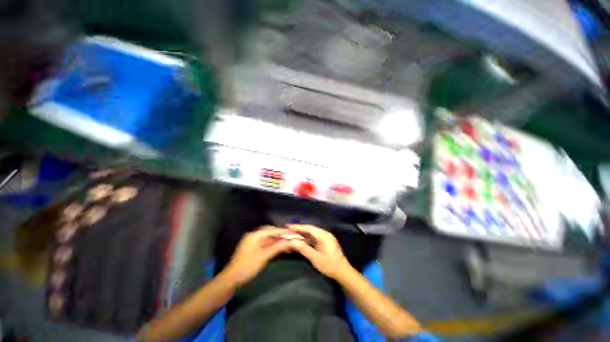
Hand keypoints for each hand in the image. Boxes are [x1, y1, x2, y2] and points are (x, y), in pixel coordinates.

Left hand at [222, 227, 292, 286]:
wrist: (231, 280)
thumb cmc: (248, 266)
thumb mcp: (264, 256)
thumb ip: (277, 247)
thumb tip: (290, 241)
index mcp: (255, 235)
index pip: (272, 230)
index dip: (283, 231)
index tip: (294, 233)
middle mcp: (254, 236)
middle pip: (270, 232)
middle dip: (281, 234)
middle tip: (291, 236)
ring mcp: (253, 242)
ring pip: (268, 238)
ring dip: (277, 239)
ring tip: (287, 241)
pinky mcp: (253, 249)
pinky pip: (265, 243)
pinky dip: (273, 244)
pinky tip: (279, 247)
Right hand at [287, 225, 350, 279]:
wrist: (343, 272)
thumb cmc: (329, 265)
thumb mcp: (315, 258)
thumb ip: (303, 248)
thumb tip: (291, 241)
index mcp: (324, 236)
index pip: (309, 228)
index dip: (298, 227)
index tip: (288, 226)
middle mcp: (325, 233)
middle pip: (310, 229)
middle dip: (299, 229)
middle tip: (288, 230)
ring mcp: (326, 237)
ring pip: (312, 233)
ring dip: (302, 233)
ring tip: (292, 234)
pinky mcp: (325, 241)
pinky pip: (314, 237)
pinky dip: (307, 237)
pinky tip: (300, 239)